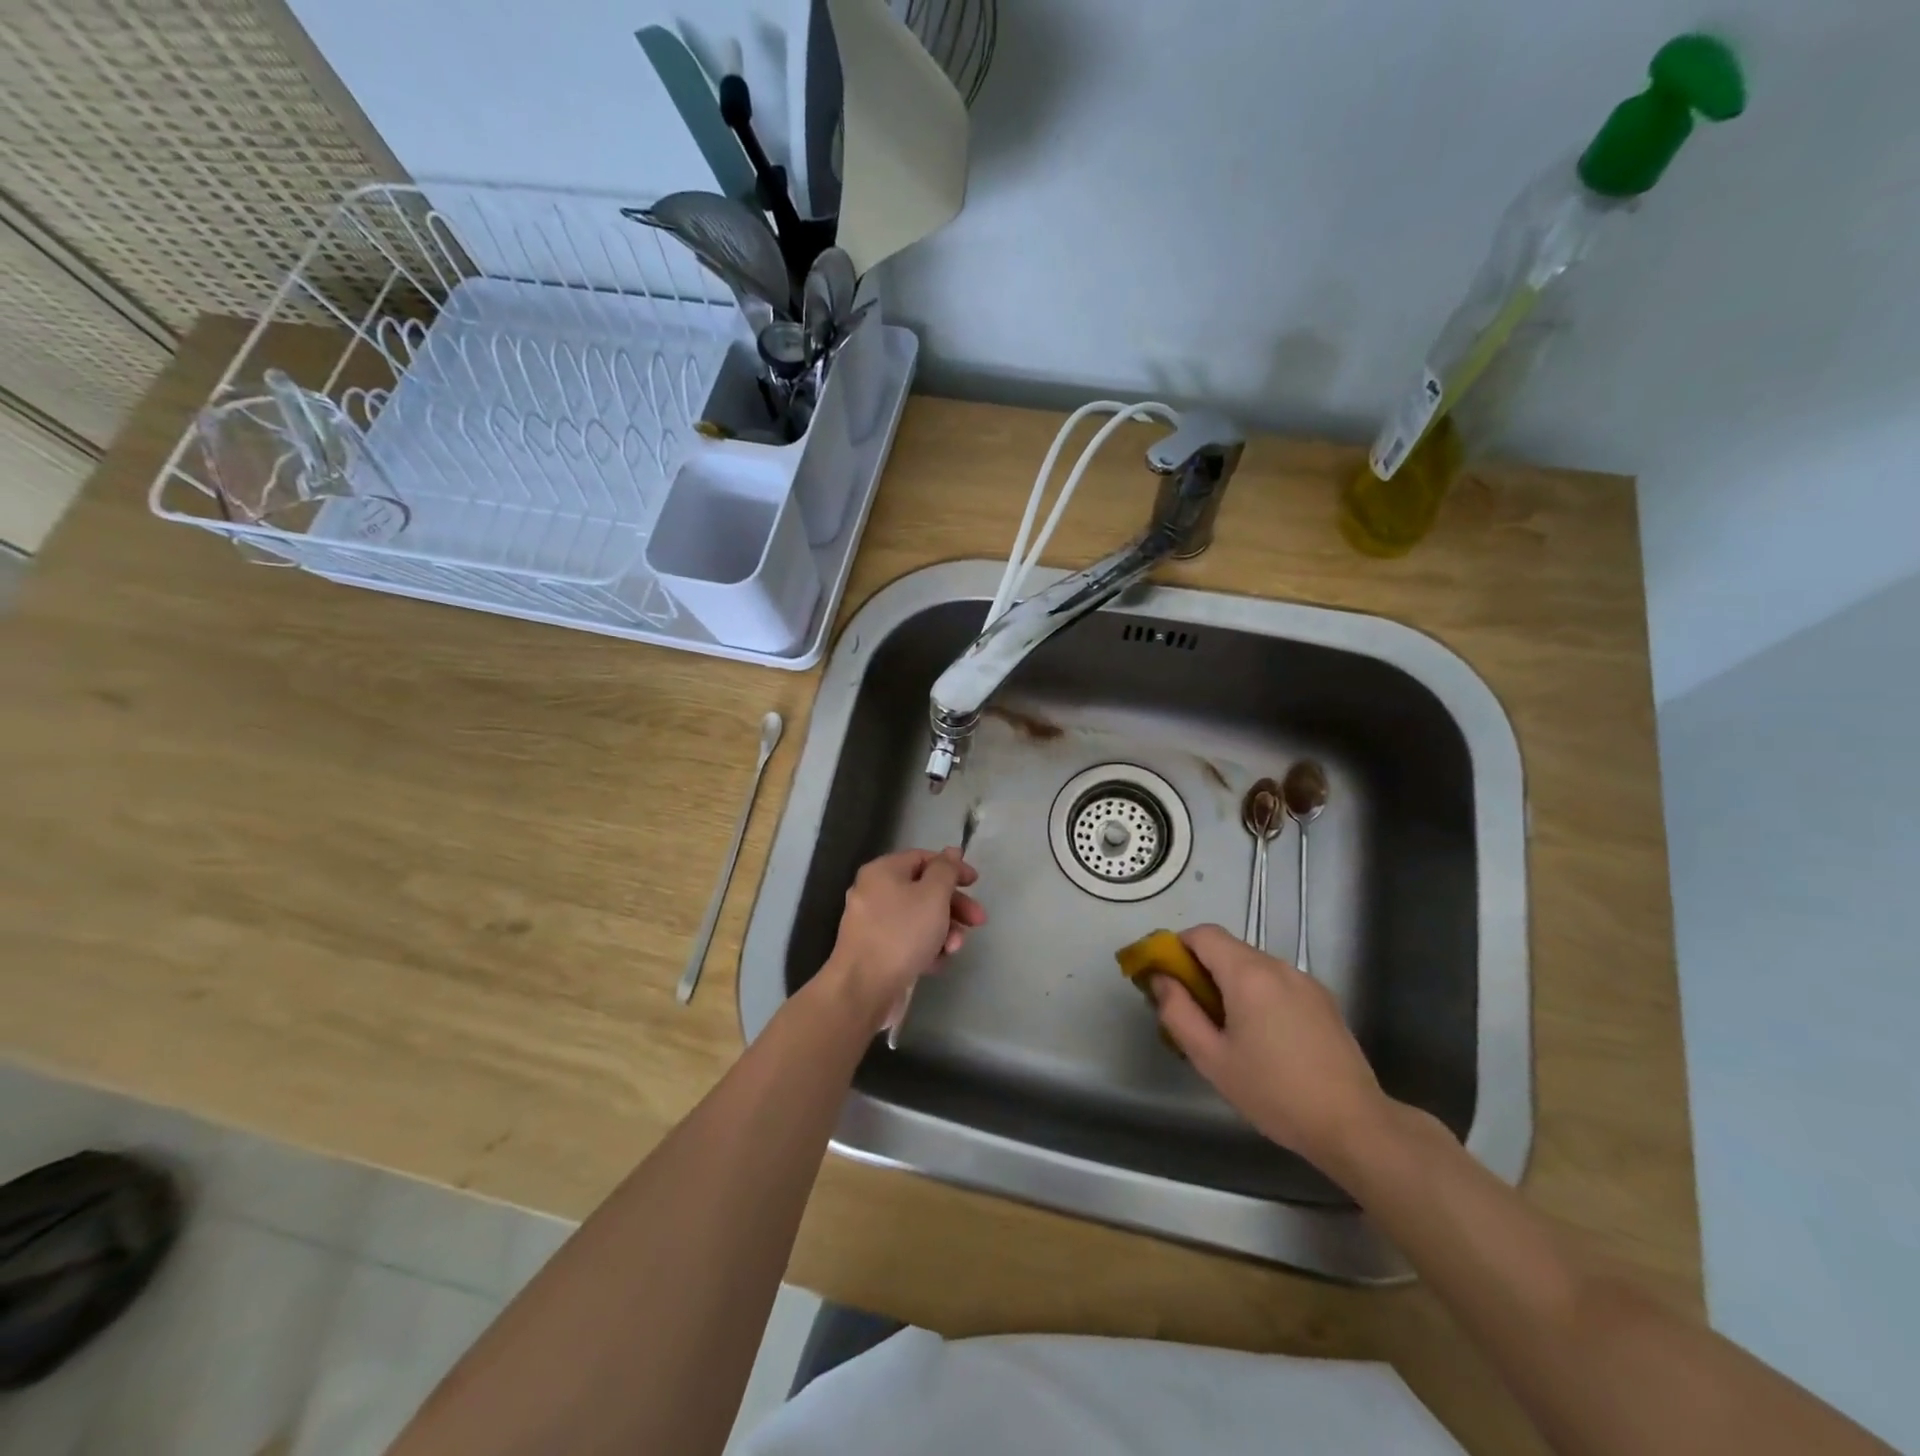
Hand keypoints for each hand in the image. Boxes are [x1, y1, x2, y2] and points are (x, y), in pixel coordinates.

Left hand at [820, 848, 986, 1032]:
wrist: (863, 989)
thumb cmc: (902, 934)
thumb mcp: (933, 895)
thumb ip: (946, 870)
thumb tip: (951, 852)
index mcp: (883, 871)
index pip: (923, 858)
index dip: (952, 868)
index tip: (975, 884)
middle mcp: (873, 892)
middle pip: (923, 890)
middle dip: (954, 906)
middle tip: (978, 922)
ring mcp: (872, 923)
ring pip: (918, 918)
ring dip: (944, 930)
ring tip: (954, 949)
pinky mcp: (875, 951)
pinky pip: (907, 940)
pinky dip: (926, 948)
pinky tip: (937, 963)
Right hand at [1153, 924, 1390, 1181]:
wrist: (1353, 1124)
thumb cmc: (1273, 1092)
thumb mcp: (1211, 1058)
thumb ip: (1177, 1012)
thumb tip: (1160, 979)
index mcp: (1247, 974)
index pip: (1202, 934)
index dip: (1177, 948)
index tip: (1167, 978)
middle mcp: (1278, 965)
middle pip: (1228, 948)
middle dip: (1202, 969)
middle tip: (1193, 1010)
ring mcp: (1305, 981)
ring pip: (1253, 965)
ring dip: (1231, 982)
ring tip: (1229, 1029)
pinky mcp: (1323, 999)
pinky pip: (1277, 982)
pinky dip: (1259, 993)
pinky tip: (1264, 1036)